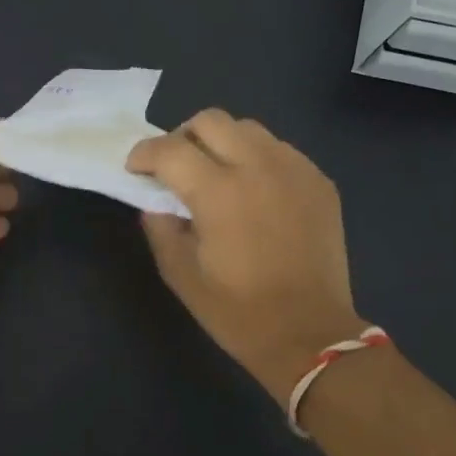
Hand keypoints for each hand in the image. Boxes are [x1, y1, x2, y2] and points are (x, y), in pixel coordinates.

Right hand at [126, 109, 366, 407]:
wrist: (310, 335)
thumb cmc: (238, 312)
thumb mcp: (181, 275)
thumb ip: (160, 228)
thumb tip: (156, 201)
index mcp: (219, 192)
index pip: (169, 149)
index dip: (143, 154)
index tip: (136, 169)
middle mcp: (258, 167)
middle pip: (210, 121)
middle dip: (182, 137)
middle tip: (176, 168)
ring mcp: (295, 169)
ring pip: (248, 129)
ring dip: (222, 144)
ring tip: (217, 176)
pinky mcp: (319, 181)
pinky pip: (279, 150)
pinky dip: (257, 159)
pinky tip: (255, 192)